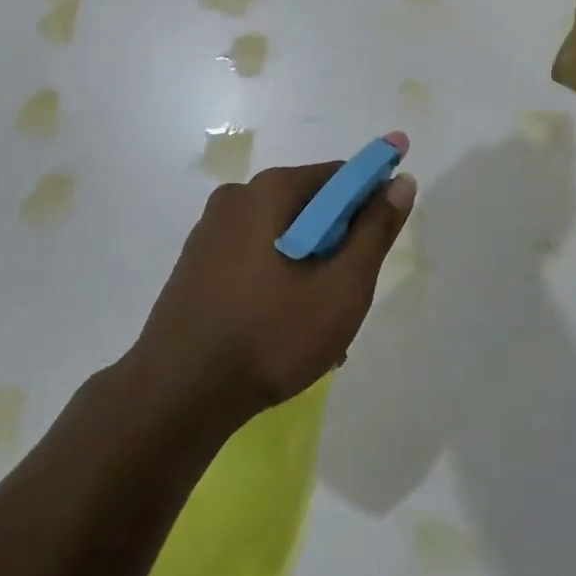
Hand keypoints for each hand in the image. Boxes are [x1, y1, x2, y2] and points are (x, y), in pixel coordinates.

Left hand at [132, 133, 416, 425]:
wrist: (174, 399)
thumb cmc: (269, 337)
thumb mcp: (341, 288)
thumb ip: (375, 231)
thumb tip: (401, 180)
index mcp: (271, 190)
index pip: (340, 176)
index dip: (371, 201)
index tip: (383, 241)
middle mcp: (238, 197)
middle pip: (311, 207)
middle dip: (338, 246)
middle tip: (348, 298)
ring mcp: (211, 231)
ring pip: (283, 237)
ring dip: (310, 270)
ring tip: (318, 329)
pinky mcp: (196, 264)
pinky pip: (254, 258)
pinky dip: (278, 281)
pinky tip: (282, 331)